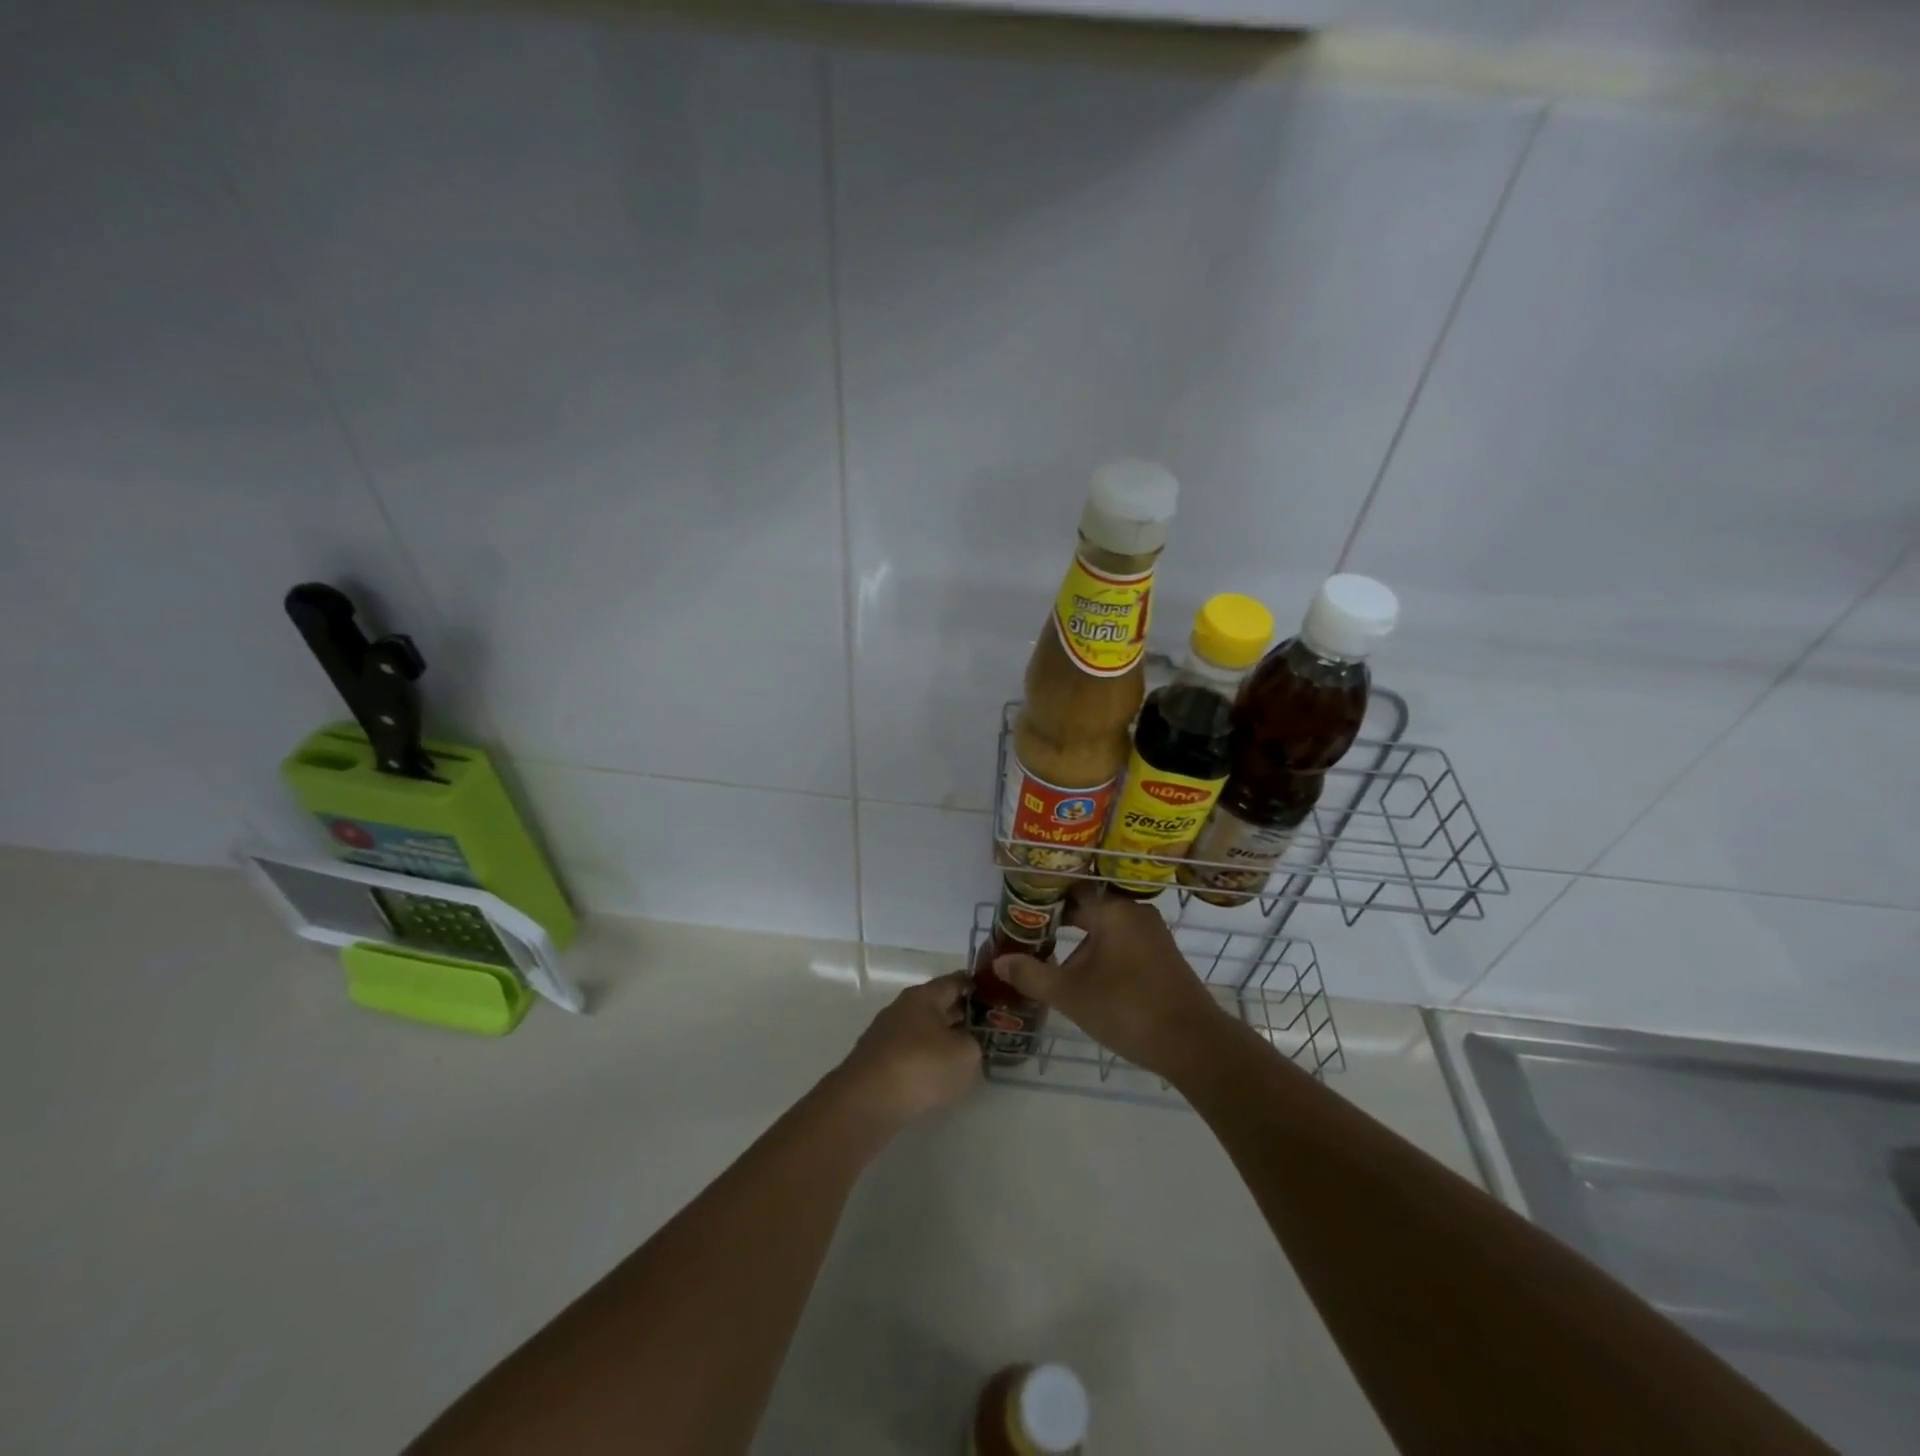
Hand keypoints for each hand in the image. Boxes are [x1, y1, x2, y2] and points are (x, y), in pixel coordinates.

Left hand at [835, 971, 981, 1128]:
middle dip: (958, 1014)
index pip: (954, 981)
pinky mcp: (875, 1060)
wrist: (867, 1100)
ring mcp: (885, 1033)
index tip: (990, 994)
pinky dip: (923, 1058)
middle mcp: (902, 1007)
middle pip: (936, 1005)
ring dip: (940, 1038)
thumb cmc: (921, 1066)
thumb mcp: (965, 1054)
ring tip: (960, 1054)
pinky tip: (933, 1075)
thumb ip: (973, 1042)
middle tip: (982, 1027)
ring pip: (921, 1029)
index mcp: (924, 996)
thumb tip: (964, 1041)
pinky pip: (907, 1051)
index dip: (974, 986)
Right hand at [994, 891, 1230, 1080]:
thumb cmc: (1126, 1008)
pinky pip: (1123, 942)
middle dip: (1059, 923)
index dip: (1042, 901)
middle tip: (1029, 938)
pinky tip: (1087, 976)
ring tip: (1053, 959)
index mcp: (1112, 910)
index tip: (1019, 914)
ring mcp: (1153, 934)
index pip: (1069, 891)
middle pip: (1088, 908)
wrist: (1193, 1043)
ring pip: (1106, 928)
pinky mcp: (1163, 955)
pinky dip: (1102, 952)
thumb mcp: (1070, 994)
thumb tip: (999, 961)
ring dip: (1081, 941)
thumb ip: (1031, 975)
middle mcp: (1134, 912)